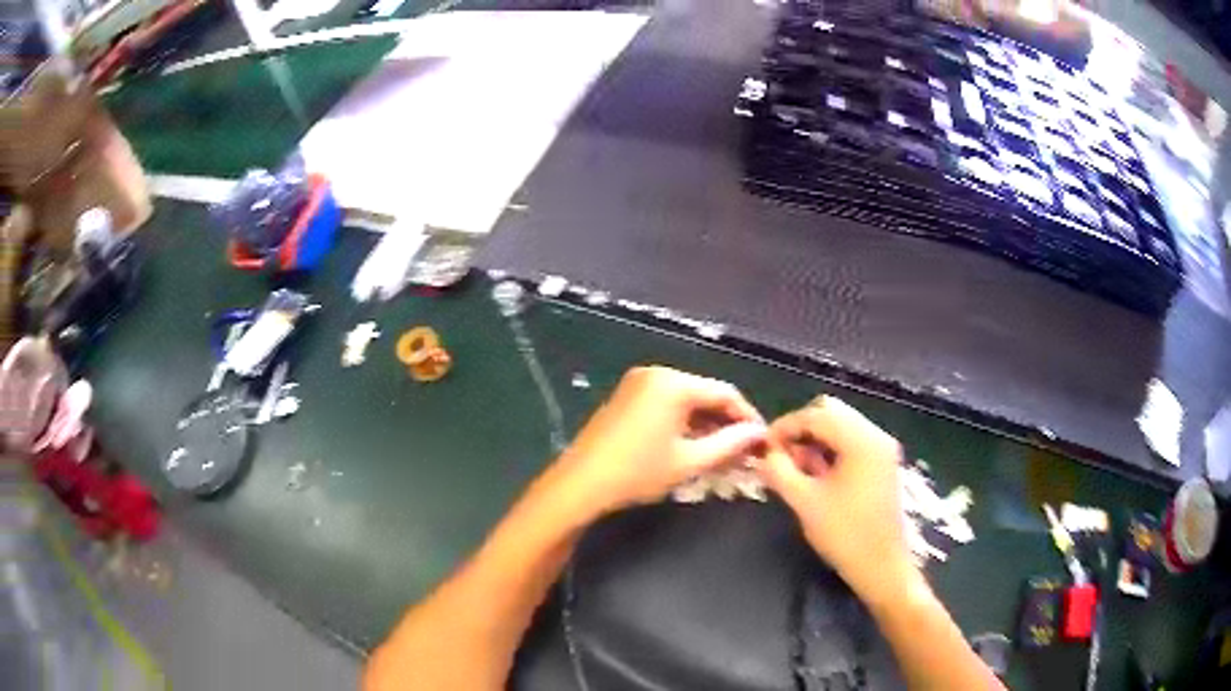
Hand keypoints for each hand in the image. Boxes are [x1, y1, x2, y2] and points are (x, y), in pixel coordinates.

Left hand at [548, 366, 766, 517]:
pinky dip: (684, 422)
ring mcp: (638, 383)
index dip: (747, 416)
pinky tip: (694, 445)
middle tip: (744, 451)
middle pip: (705, 394)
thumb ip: (729, 444)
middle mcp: (657, 373)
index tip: (762, 441)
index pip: (725, 393)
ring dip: (706, 424)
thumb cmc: (638, 472)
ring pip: (686, 400)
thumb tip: (758, 433)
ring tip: (723, 453)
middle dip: (726, 422)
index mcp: (673, 383)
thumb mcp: (689, 461)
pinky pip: (667, 403)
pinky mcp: (627, 396)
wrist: (581, 483)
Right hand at [758, 396, 917, 605]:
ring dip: (815, 440)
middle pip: (831, 413)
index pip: (816, 415)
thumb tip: (764, 454)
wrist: (882, 567)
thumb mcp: (805, 502)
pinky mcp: (883, 463)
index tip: (763, 447)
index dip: (785, 427)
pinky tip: (817, 475)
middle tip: (780, 457)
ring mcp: (882, 449)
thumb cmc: (844, 535)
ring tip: (796, 469)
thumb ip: (780, 471)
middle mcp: (876, 435)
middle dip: (801, 430)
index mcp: (861, 440)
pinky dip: (831, 450)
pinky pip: (852, 442)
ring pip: (841, 426)